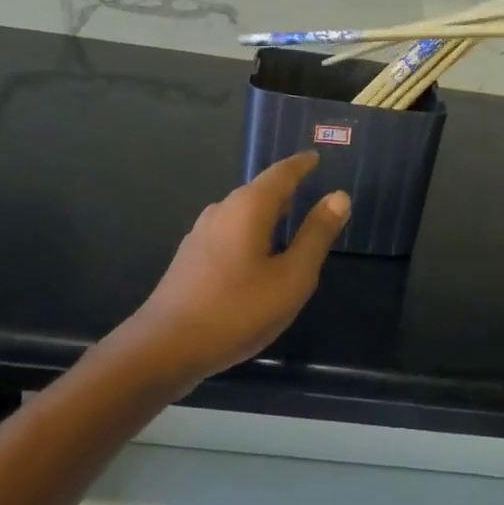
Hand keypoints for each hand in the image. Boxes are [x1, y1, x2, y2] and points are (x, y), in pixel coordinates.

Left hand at [113, 153, 349, 392]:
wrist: (164, 348)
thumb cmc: (237, 310)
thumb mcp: (291, 277)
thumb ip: (316, 235)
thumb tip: (339, 196)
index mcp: (248, 207)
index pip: (281, 173)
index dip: (301, 165)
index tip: (316, 157)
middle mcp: (222, 210)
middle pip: (259, 191)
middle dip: (285, 189)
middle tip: (310, 189)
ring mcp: (201, 234)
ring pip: (242, 213)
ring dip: (267, 213)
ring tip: (289, 223)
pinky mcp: (191, 257)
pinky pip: (230, 232)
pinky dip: (251, 233)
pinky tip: (258, 257)